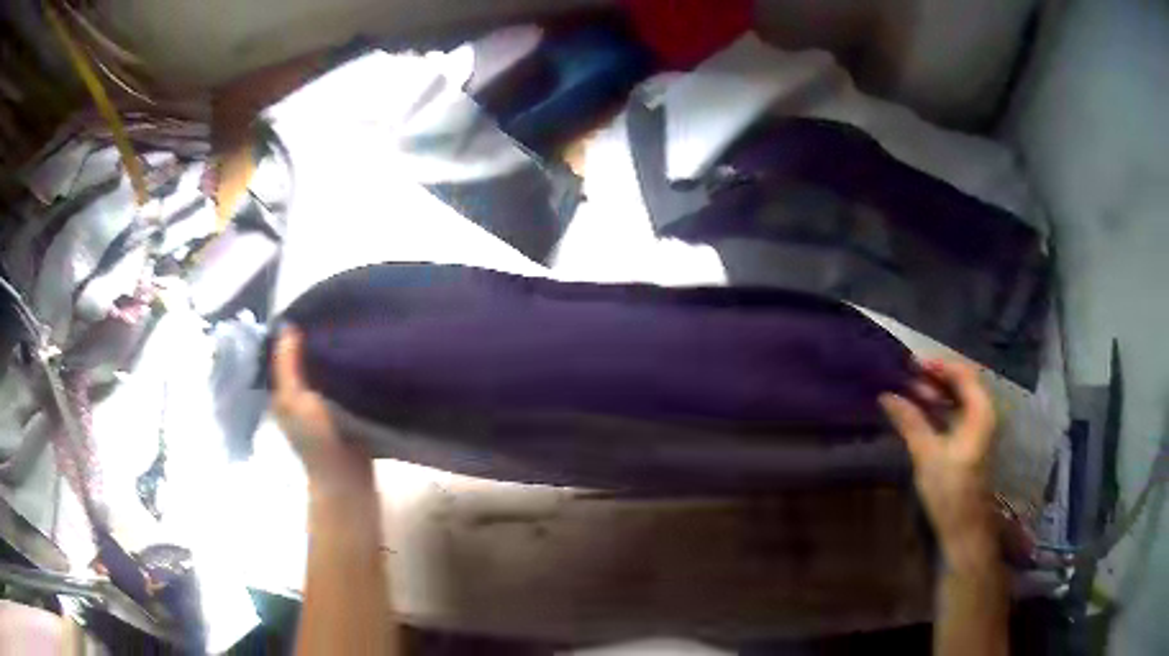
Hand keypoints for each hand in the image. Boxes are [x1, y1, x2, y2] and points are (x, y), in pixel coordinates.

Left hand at [273, 328, 373, 493]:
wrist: (347, 480)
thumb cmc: (316, 440)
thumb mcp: (295, 399)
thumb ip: (288, 365)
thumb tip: (287, 325)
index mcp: (282, 393)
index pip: (282, 354)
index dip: (291, 333)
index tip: (312, 308)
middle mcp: (298, 397)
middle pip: (303, 360)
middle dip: (315, 339)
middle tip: (336, 313)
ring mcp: (321, 406)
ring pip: (323, 370)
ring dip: (332, 354)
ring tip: (351, 328)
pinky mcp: (343, 411)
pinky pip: (342, 383)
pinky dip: (347, 369)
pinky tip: (361, 356)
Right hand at [880, 359, 999, 568]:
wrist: (964, 529)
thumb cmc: (950, 491)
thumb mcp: (927, 455)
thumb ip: (910, 422)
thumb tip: (887, 395)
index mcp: (980, 412)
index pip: (962, 373)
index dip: (938, 365)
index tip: (910, 365)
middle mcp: (983, 415)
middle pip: (962, 384)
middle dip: (935, 378)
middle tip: (906, 377)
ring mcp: (977, 430)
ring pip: (958, 400)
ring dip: (936, 394)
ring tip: (908, 393)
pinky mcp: (970, 444)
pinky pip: (955, 416)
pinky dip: (939, 410)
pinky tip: (920, 414)